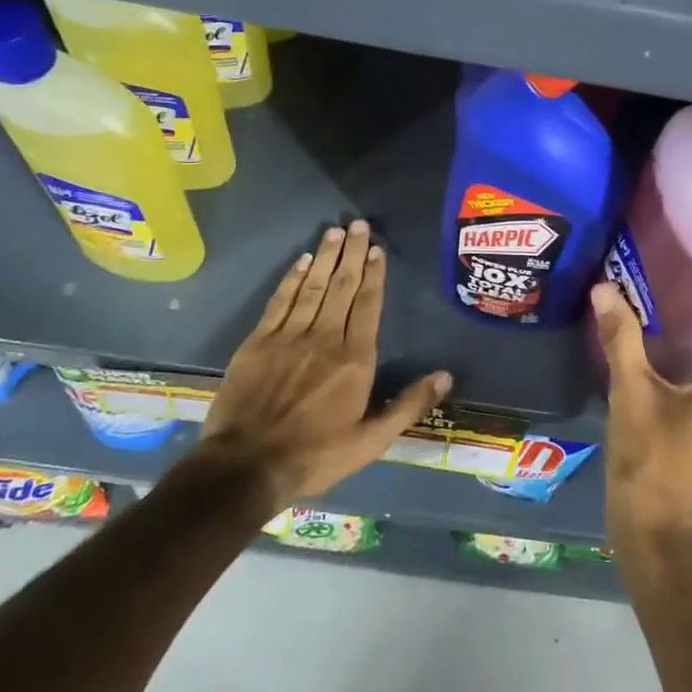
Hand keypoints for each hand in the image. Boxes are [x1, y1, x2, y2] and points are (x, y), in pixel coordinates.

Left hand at [200, 221, 450, 511]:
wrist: (246, 467)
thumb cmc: (315, 456)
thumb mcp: (371, 441)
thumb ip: (408, 406)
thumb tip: (446, 376)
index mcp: (355, 359)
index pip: (369, 305)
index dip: (374, 275)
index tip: (378, 250)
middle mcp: (325, 337)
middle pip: (343, 286)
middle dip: (353, 253)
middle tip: (359, 224)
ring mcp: (289, 336)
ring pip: (313, 286)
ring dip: (326, 256)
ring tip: (336, 231)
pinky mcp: (259, 341)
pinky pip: (281, 301)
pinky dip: (292, 278)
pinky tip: (302, 261)